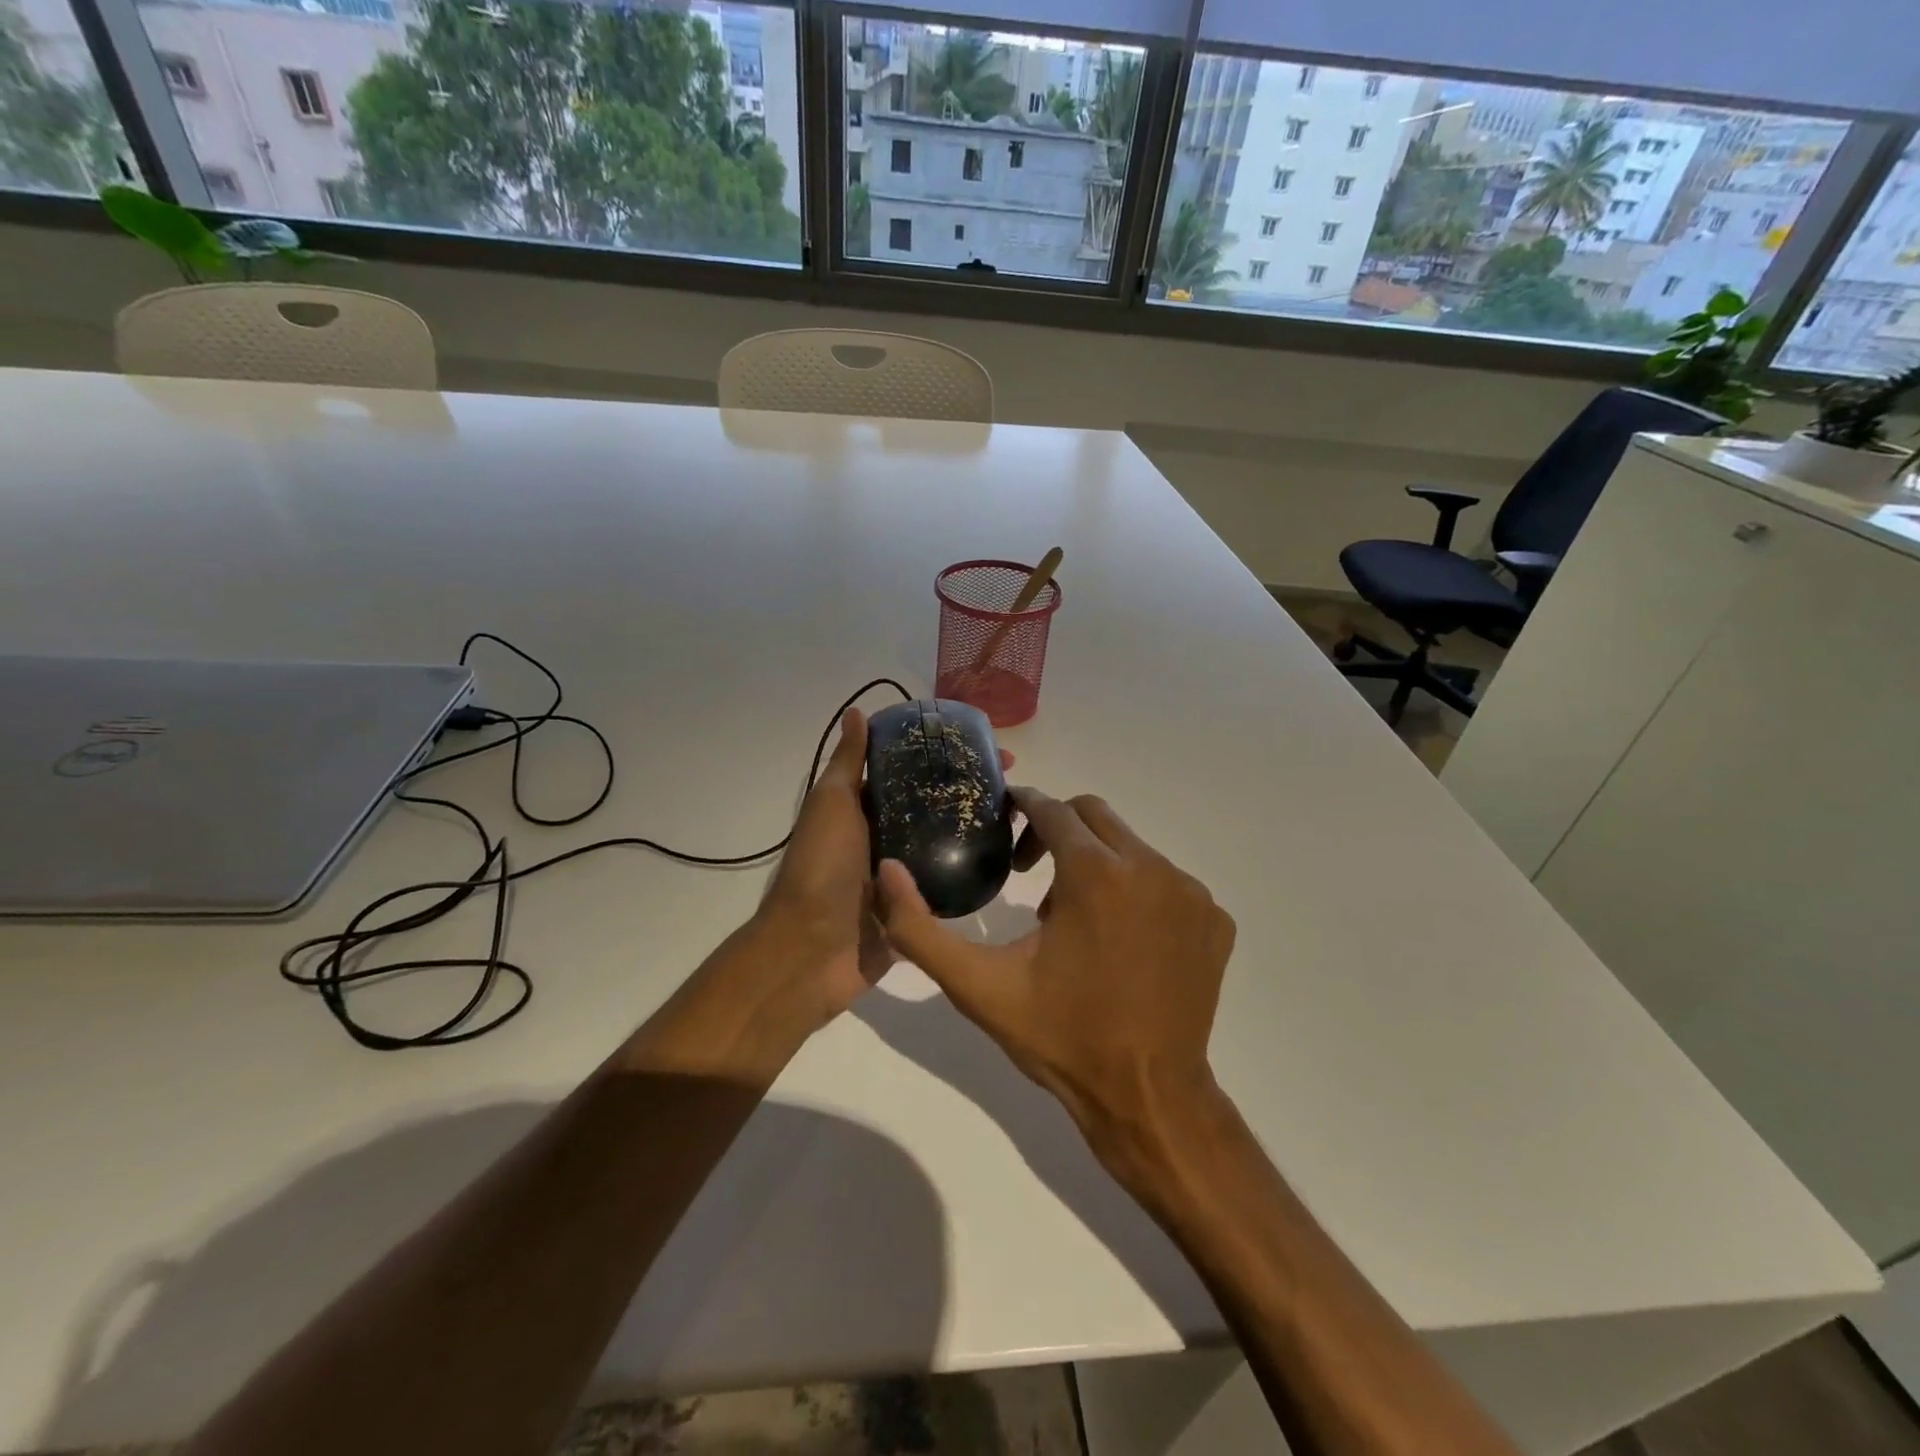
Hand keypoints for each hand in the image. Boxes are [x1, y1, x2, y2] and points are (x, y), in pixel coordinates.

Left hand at [753, 706, 1015, 1030]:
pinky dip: (971, 870)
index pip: (911, 772)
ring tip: (1019, 814)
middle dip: (968, 790)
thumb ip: (848, 762)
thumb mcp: (832, 803)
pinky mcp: (917, 908)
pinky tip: (1006, 857)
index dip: (944, 754)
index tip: (984, 746)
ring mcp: (902, 875)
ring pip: (945, 843)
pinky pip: (947, 884)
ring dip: (975, 828)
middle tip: (1012, 782)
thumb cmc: (821, 868)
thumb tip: (857, 711)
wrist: (811, 951)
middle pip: (933, 805)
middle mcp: (885, 837)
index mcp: (864, 809)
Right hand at [875, 789, 1234, 1157]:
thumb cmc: (1060, 1037)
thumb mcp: (977, 986)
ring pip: (1130, 847)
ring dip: (1096, 863)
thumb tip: (887, 870)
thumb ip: (920, 928)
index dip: (1023, 808)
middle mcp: (1151, 867)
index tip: (1005, 825)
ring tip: (1073, 919)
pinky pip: (1167, 881)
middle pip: (1094, 815)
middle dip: (1057, 828)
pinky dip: (1137, 891)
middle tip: (1031, 873)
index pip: (1053, 809)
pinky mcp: (1215, 919)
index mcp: (1095, 873)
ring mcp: (1191, 892)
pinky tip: (1120, 941)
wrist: (1147, 1097)